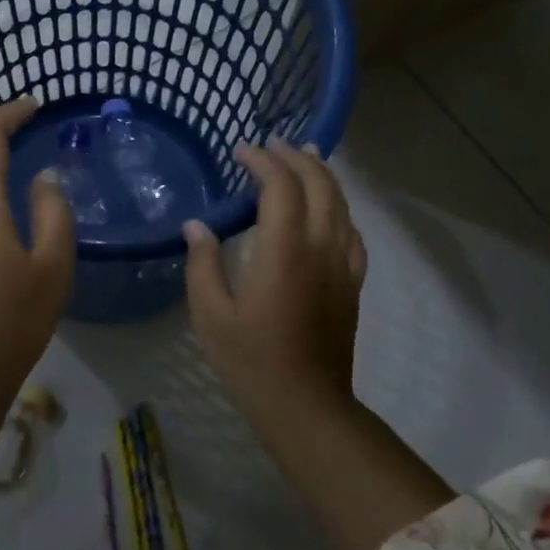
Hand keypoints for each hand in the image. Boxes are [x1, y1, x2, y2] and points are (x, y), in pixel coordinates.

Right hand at [183, 141, 365, 406]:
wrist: (306, 405)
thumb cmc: (251, 360)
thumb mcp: (210, 314)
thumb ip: (202, 263)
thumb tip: (197, 225)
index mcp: (284, 250)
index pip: (281, 186)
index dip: (263, 161)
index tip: (242, 151)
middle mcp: (320, 247)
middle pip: (319, 184)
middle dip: (297, 157)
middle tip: (273, 144)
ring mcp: (342, 265)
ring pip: (341, 204)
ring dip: (322, 174)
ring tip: (305, 156)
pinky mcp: (352, 283)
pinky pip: (352, 232)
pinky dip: (339, 208)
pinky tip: (329, 209)